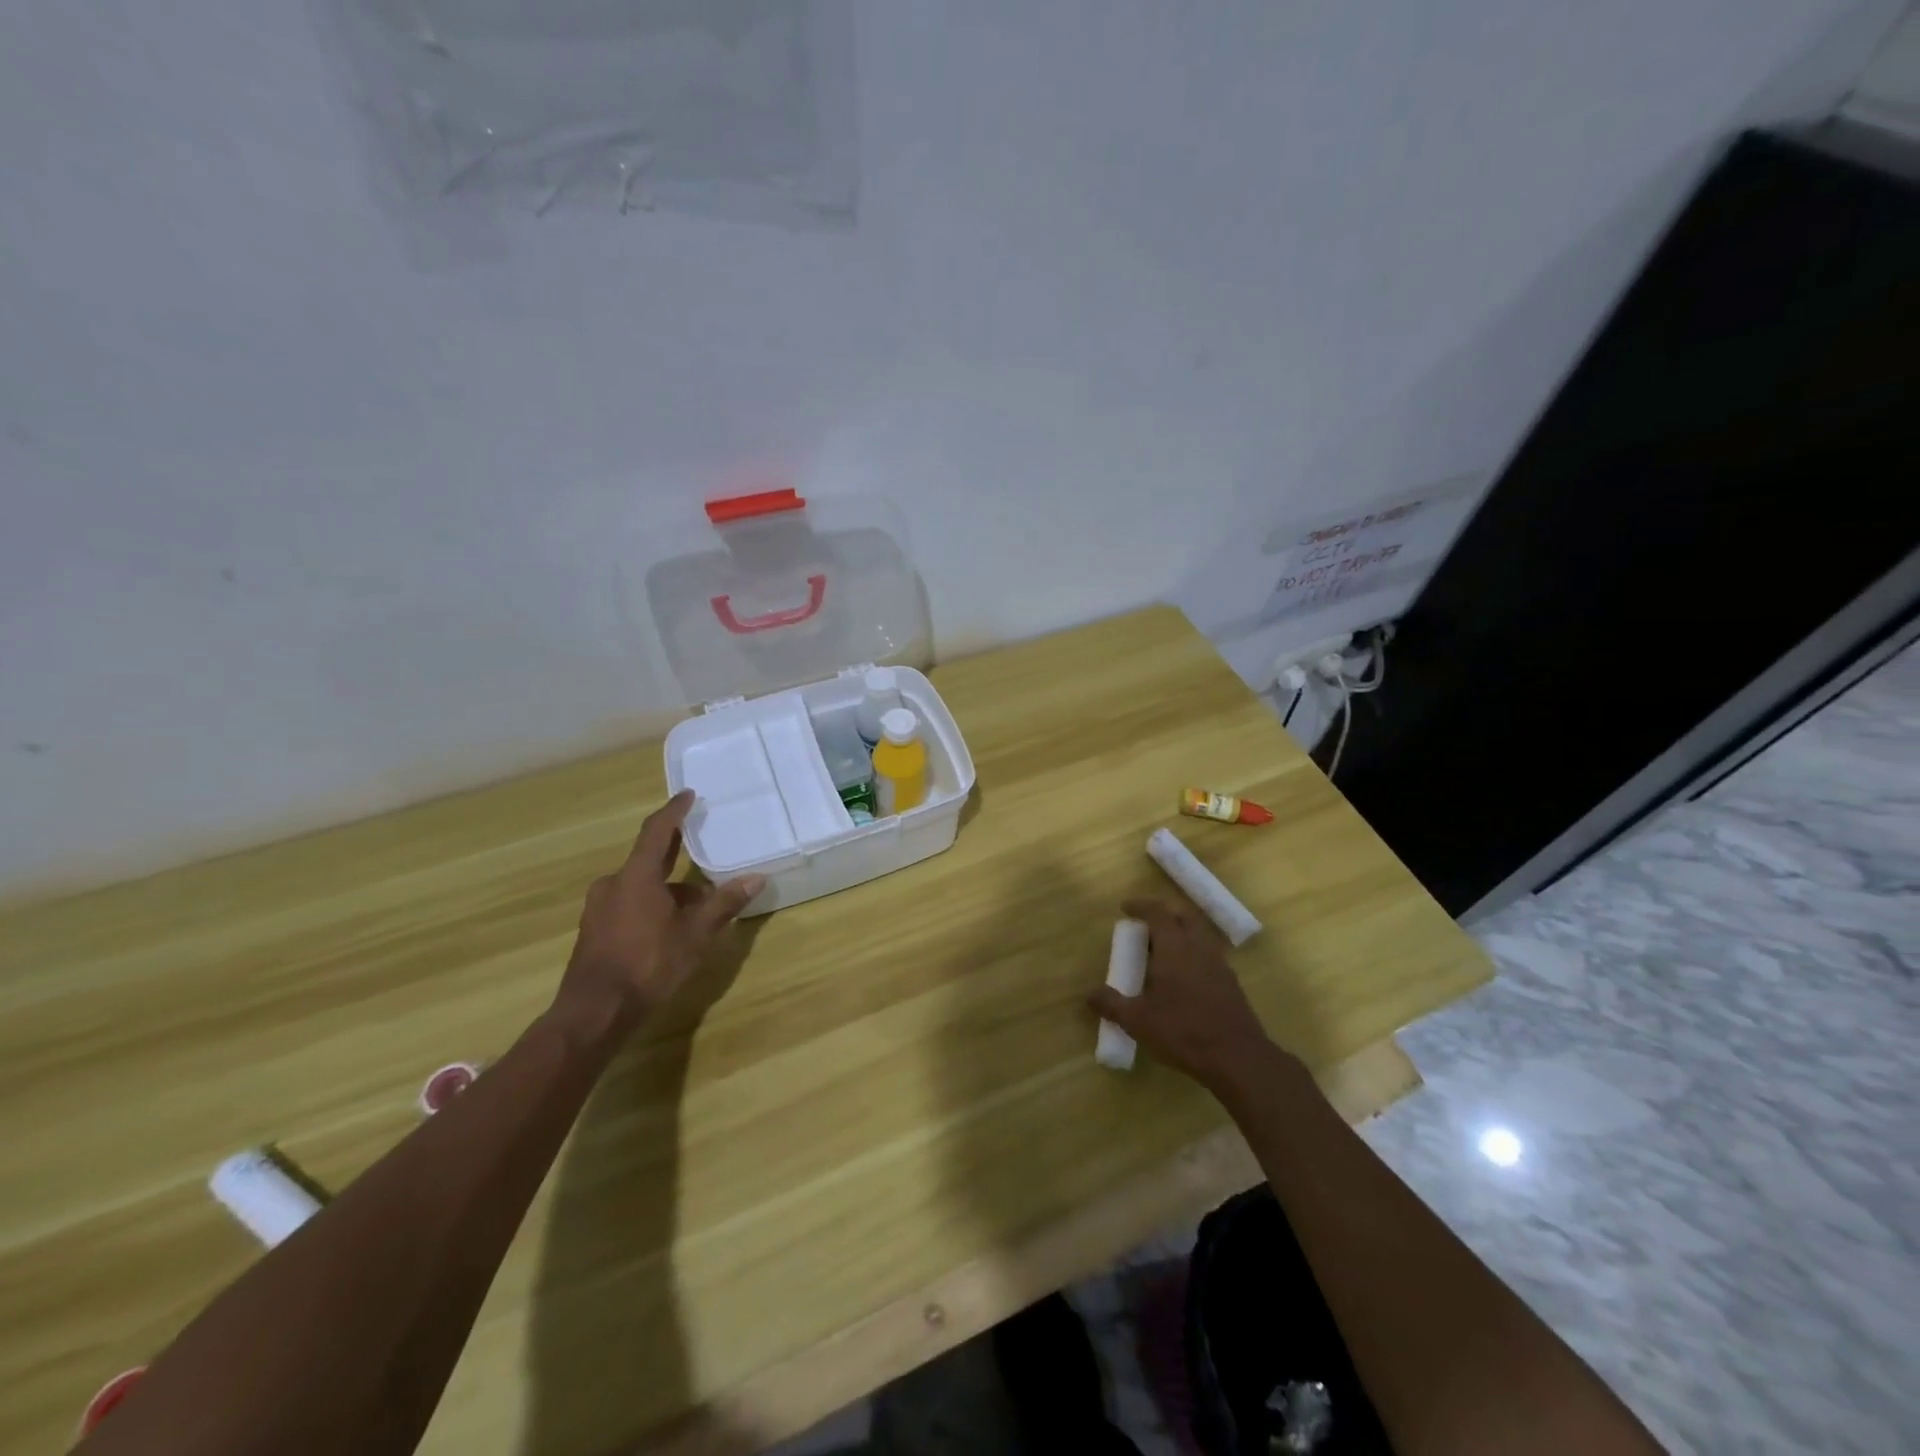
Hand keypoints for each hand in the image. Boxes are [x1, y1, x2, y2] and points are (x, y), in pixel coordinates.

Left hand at [555, 791, 765, 1029]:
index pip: (657, 830)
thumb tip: (756, 878)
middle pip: (648, 857)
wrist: (594, 1012)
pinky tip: (671, 925)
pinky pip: (629, 902)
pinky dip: (652, 904)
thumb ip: (724, 904)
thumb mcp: (695, 935)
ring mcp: (599, 907)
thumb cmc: (648, 965)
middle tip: (700, 842)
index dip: (674, 811)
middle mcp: (613, 883)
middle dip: (675, 851)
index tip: (688, 795)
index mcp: (637, 876)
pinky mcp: (595, 929)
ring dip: (668, 887)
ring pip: (640, 885)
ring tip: (698, 903)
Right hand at [1087, 897, 1277, 1089]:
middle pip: (1184, 916)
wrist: (1237, 1059)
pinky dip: (1194, 954)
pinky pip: (1209, 955)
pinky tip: (1184, 978)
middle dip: (1165, 913)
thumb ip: (1111, 1004)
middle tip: (1146, 925)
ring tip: (1163, 952)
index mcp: (1175, 947)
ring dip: (1182, 933)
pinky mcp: (1231, 984)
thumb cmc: (1183, 1032)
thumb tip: (1089, 995)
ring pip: (1200, 935)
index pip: (1158, 912)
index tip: (1125, 908)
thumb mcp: (1137, 1021)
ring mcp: (1219, 964)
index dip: (1141, 906)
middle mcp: (1199, 947)